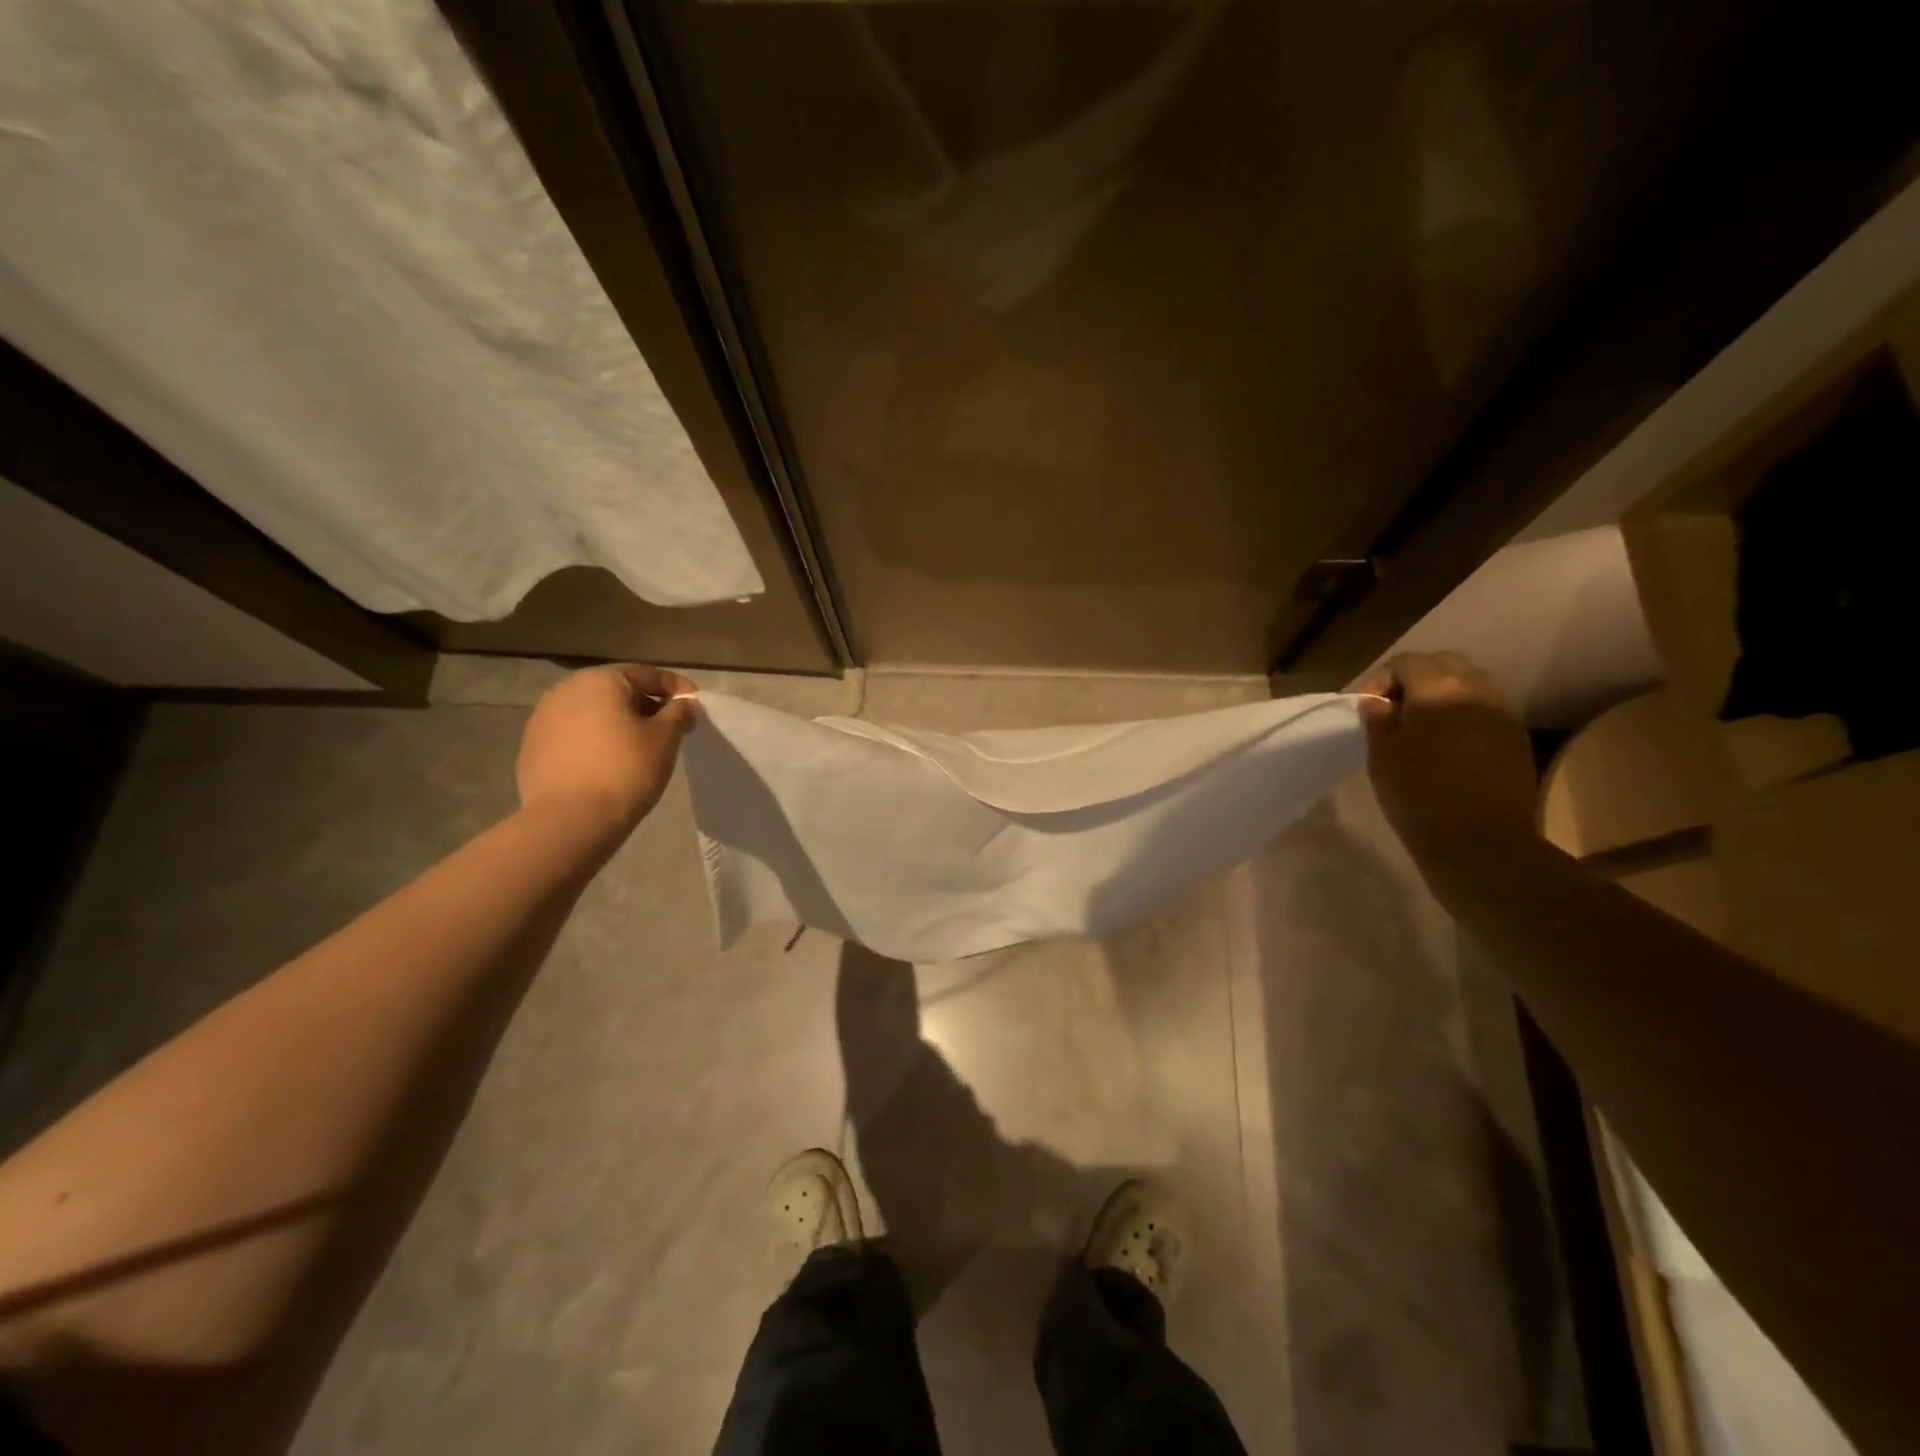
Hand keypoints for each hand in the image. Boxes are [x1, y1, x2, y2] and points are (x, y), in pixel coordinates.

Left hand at [515, 665, 696, 834]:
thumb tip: (685, 705)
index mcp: (600, 681)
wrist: (571, 819)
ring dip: (619, 723)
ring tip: (640, 747)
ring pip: (593, 713)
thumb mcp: (665, 738)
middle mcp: (566, 690)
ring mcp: (543, 719)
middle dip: (646, 705)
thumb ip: (679, 713)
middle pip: (617, 691)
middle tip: (670, 727)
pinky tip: (609, 764)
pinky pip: (574, 735)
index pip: (647, 674)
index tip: (695, 705)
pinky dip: (596, 742)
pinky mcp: (532, 748)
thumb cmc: (626, 769)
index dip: (676, 688)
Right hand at [1357, 652, 1537, 882]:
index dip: (1380, 679)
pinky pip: (1485, 708)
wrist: (1481, 843)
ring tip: (1420, 725)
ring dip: (1442, 693)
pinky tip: (1447, 743)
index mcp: (1439, 690)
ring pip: (1470, 683)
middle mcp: (1477, 690)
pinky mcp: (1516, 738)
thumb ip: (1379, 720)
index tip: (1367, 708)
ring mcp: (1502, 713)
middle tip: (1392, 709)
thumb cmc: (1419, 795)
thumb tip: (1378, 702)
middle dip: (1414, 678)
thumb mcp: (1383, 756)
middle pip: (1444, 663)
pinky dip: (1462, 712)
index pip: (1407, 662)